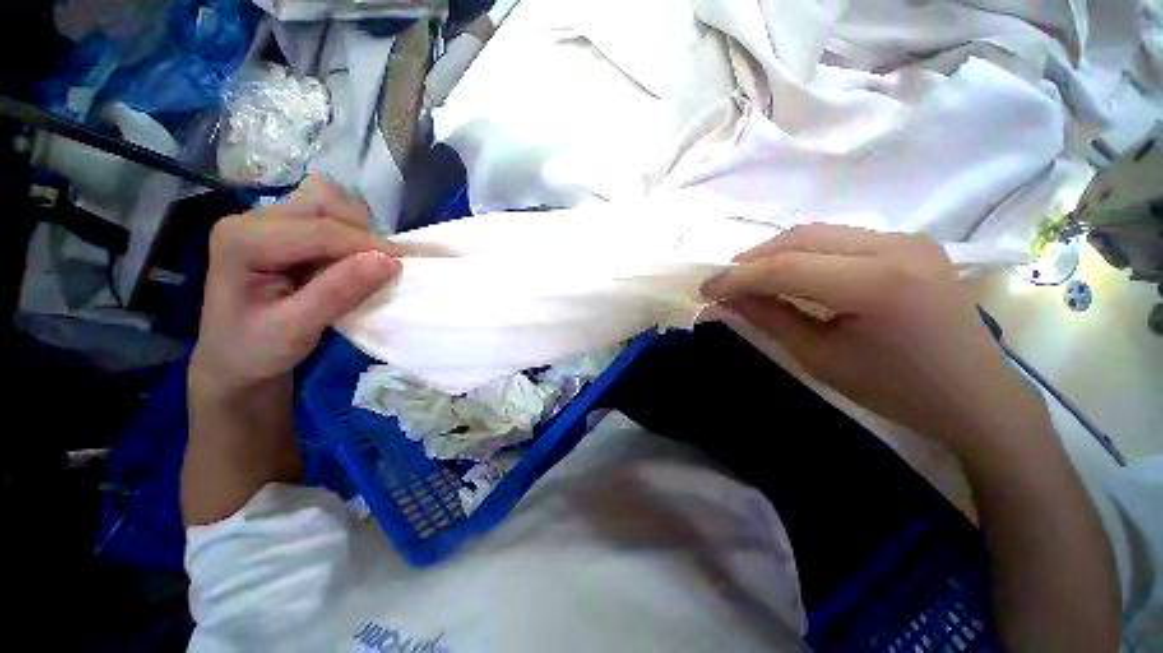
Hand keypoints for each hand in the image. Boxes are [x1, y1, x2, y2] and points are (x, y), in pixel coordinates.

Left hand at [190, 176, 400, 398]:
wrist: (234, 359)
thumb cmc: (257, 350)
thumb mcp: (295, 330)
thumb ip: (338, 293)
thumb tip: (389, 262)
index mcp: (244, 240)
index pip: (320, 230)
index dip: (369, 245)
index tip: (408, 266)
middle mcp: (252, 219)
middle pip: (324, 203)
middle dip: (361, 234)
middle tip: (382, 269)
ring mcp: (267, 220)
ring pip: (330, 203)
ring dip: (357, 231)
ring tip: (362, 266)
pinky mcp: (283, 229)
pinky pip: (329, 216)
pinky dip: (351, 234)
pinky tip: (348, 260)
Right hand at [701, 224, 1037, 456]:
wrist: (976, 397)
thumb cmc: (897, 389)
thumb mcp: (821, 358)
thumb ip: (770, 319)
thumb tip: (728, 299)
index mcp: (878, 284)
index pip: (787, 267)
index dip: (738, 277)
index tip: (706, 288)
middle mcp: (896, 247)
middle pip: (802, 237)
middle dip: (754, 258)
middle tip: (725, 280)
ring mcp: (908, 240)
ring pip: (820, 232)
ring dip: (776, 253)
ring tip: (751, 276)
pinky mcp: (911, 244)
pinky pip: (841, 239)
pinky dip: (805, 252)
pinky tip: (792, 272)